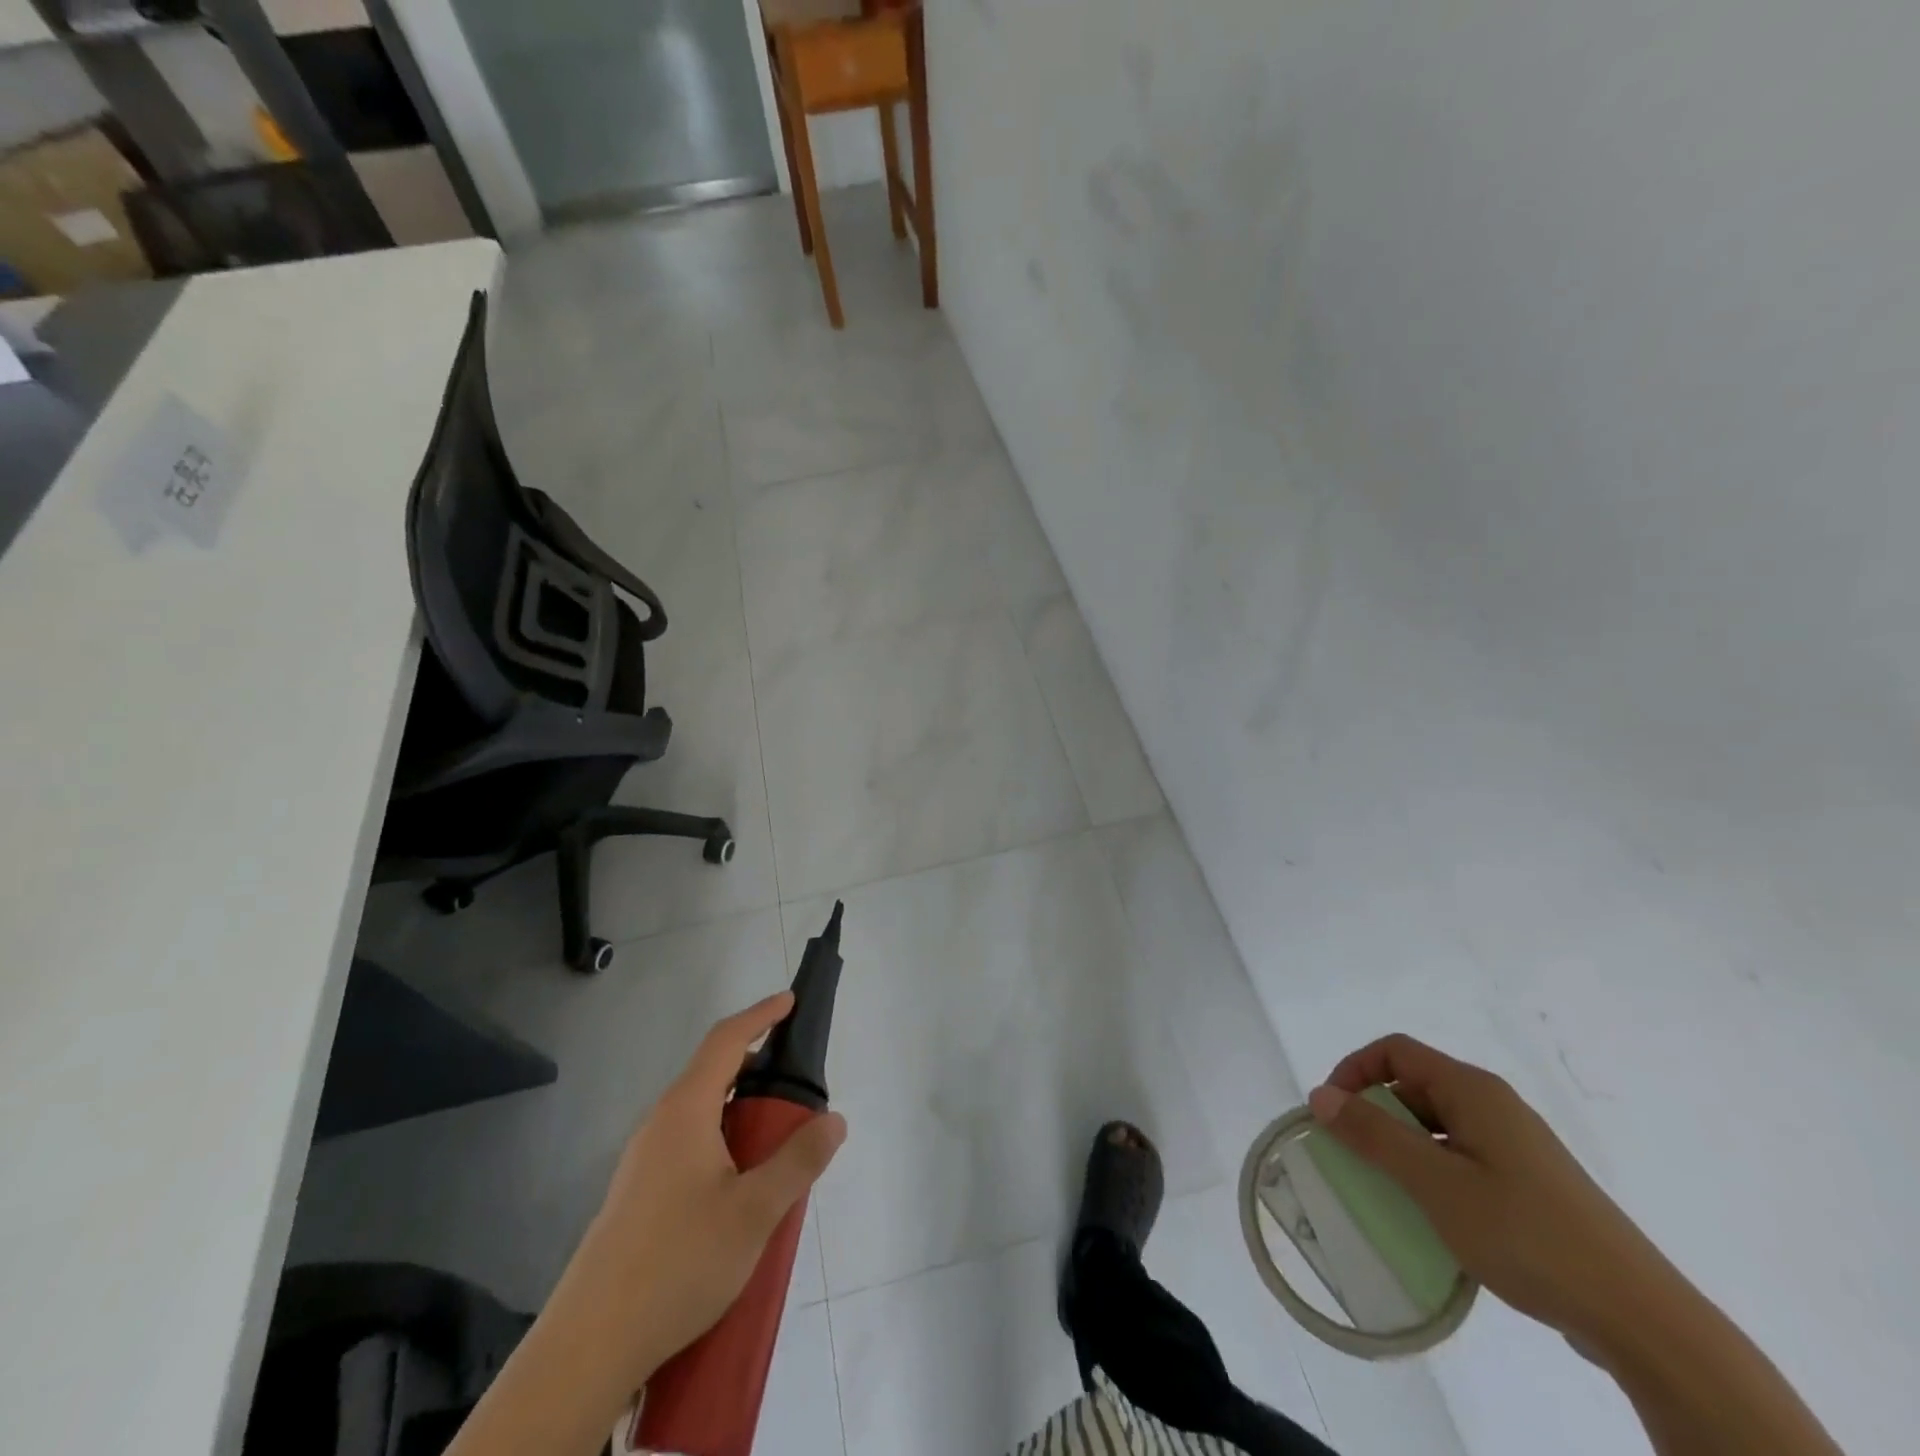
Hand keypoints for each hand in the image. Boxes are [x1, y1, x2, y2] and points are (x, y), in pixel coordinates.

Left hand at [569, 993, 847, 1383]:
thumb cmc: (678, 1262)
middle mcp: (660, 1123)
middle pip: (712, 1073)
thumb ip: (799, 1161)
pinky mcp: (637, 1193)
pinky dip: (723, 1140)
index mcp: (686, 1110)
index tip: (790, 1002)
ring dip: (741, 1111)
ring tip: (776, 1142)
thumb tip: (835, 1120)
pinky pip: (688, 1143)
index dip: (760, 1015)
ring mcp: (643, 1159)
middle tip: (797, 1089)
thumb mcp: (754, 1212)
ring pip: (701, 1112)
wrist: (589, 1345)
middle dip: (757, 1068)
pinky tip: (739, 1187)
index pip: (726, 1040)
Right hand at [1308, 1034, 1668, 1349]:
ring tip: (1388, 1190)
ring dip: (1403, 1146)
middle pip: (1415, 1085)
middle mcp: (1495, 1105)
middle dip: (1375, 1112)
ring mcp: (1518, 1146)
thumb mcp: (1436, 1184)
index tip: (1331, 1113)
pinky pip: (1464, 1157)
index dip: (1354, 1070)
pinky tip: (1436, 1215)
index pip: (1395, 1051)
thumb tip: (1320, 1095)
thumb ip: (1374, 1135)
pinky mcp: (1532, 1184)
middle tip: (1353, 1155)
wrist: (1640, 1318)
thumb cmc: (1527, 1235)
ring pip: (1439, 1125)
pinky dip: (1434, 1171)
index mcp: (1473, 1091)